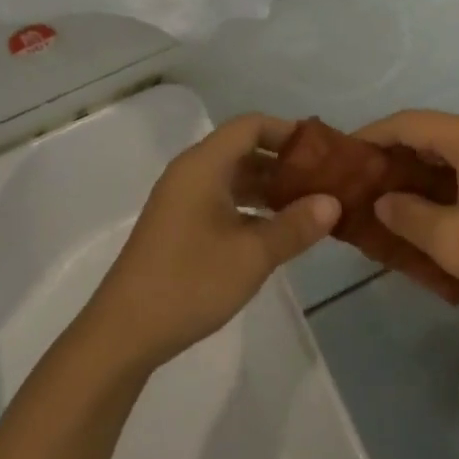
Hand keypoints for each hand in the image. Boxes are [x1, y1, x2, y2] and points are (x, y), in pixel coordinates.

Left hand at [86, 115, 339, 370]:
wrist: (125, 332)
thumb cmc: (190, 282)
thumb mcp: (253, 255)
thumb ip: (295, 225)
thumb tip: (333, 202)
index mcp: (203, 166)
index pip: (250, 126)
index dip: (287, 131)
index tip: (323, 151)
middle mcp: (190, 174)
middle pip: (242, 149)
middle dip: (283, 162)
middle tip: (324, 181)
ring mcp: (182, 201)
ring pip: (233, 178)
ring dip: (269, 188)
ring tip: (309, 206)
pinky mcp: (179, 227)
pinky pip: (222, 201)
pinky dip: (251, 208)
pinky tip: (277, 231)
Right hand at [354, 111, 458, 313]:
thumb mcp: (451, 240)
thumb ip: (407, 216)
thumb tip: (383, 201)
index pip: (406, 123)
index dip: (369, 136)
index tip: (340, 158)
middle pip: (424, 134)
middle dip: (388, 157)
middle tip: (356, 185)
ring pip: (443, 154)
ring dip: (412, 174)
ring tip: (380, 201)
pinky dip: (436, 186)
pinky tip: (420, 214)